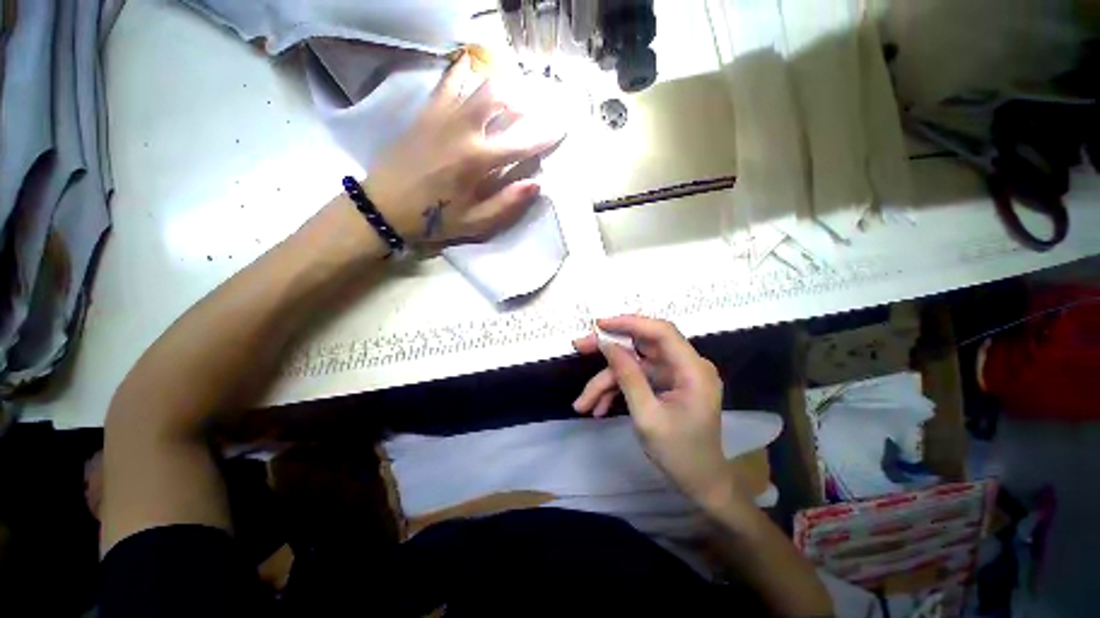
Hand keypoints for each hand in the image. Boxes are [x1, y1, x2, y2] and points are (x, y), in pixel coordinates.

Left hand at [363, 53, 562, 245]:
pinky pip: (449, 83)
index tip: (560, 128)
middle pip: (501, 98)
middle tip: (534, 110)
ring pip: (478, 84)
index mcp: (477, 160)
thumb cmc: (433, 218)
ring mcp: (442, 115)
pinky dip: (466, 75)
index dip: (544, 136)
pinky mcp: (426, 112)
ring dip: (502, 87)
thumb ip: (507, 204)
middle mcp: (463, 129)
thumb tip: (536, 185)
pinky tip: (473, 75)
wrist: (384, 205)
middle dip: (524, 101)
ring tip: (512, 95)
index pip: (521, 143)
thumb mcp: (475, 223)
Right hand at [573, 316, 733, 505]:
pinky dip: (617, 391)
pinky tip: (599, 409)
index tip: (599, 325)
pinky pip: (637, 379)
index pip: (661, 331)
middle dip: (608, 351)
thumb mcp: (647, 416)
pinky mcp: (666, 385)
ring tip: (583, 404)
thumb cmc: (679, 454)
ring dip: (606, 382)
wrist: (701, 484)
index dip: (629, 323)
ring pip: (633, 366)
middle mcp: (686, 365)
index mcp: (692, 369)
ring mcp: (675, 375)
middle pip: (642, 346)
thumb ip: (627, 376)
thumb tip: (606, 345)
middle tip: (579, 347)